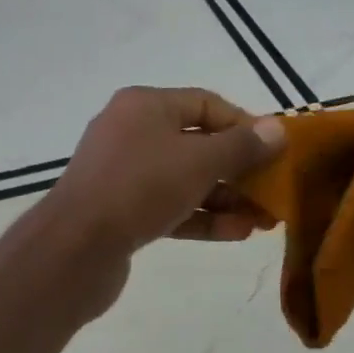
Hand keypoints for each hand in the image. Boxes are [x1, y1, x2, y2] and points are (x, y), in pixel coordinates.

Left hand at [49, 87, 285, 254]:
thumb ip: (242, 146)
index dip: (245, 125)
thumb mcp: (200, 161)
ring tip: (263, 220)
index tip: (275, 151)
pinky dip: (201, 217)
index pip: (206, 104)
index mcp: (145, 105)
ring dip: (225, 198)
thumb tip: (278, 128)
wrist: (75, 248)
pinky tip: (236, 233)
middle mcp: (132, 132)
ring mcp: (123, 173)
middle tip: (273, 192)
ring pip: (185, 179)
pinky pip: (169, 206)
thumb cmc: (141, 187)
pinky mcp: (120, 211)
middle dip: (239, 169)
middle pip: (197, 143)